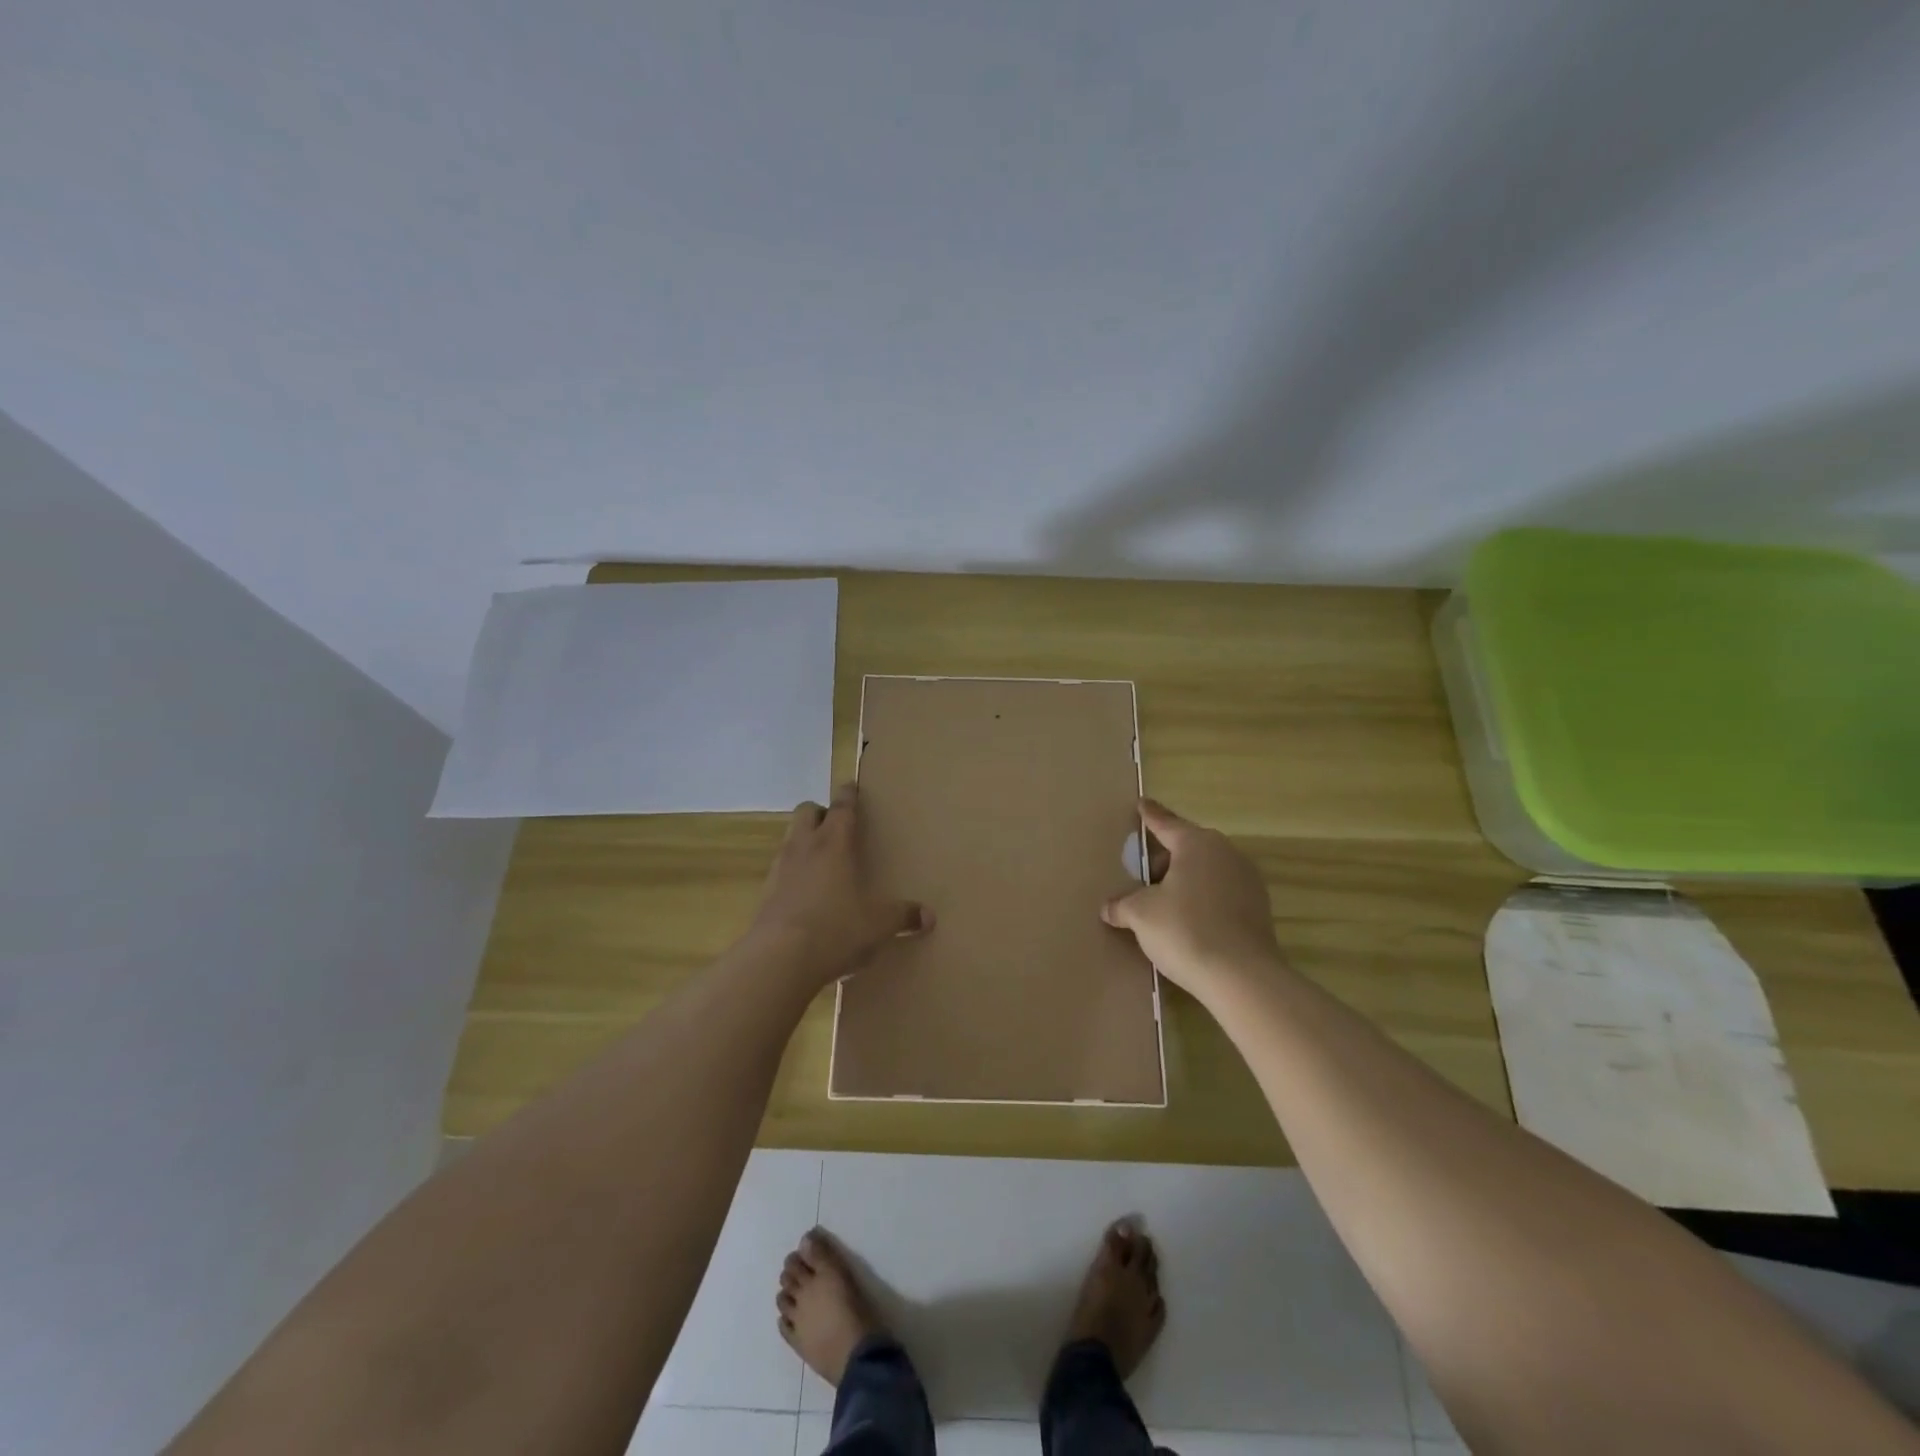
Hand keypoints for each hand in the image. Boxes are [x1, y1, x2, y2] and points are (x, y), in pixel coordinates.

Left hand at [746, 784, 932, 985]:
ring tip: (822, 860)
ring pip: (789, 838)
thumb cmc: (835, 929)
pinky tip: (806, 894)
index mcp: (834, 843)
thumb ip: (903, 916)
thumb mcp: (878, 925)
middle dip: (821, 813)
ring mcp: (779, 869)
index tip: (851, 786)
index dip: (848, 794)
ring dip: (804, 841)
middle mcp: (804, 847)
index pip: (842, 806)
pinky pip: (780, 870)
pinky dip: (793, 872)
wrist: (778, 960)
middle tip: (837, 827)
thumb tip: (929, 917)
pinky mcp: (765, 894)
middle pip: (806, 811)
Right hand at [1102, 799, 1285, 1004]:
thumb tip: (1109, 908)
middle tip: (1141, 875)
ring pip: (1206, 871)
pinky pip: (1220, 892)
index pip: (1165, 823)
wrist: (1241, 976)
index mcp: (1196, 843)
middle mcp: (1225, 852)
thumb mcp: (1141, 915)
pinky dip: (1202, 899)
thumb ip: (1122, 905)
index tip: (1141, 804)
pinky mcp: (1258, 907)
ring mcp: (1247, 879)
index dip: (1149, 815)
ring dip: (1184, 881)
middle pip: (1187, 848)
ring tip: (1163, 902)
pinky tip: (1188, 922)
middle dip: (1164, 859)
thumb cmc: (1185, 930)